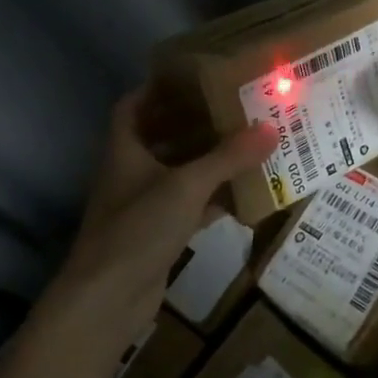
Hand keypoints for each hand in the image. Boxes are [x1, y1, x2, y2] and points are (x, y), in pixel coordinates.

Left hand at [42, 87, 276, 354]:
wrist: (107, 299)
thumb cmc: (139, 228)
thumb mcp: (187, 186)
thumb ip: (228, 158)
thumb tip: (270, 128)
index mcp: (125, 149)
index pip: (133, 106)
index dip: (156, 88)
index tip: (191, 78)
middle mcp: (130, 172)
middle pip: (160, 136)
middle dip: (193, 122)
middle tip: (232, 107)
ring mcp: (142, 205)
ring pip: (177, 172)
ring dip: (207, 160)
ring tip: (245, 143)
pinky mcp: (157, 234)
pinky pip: (189, 206)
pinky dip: (212, 198)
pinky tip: (243, 194)